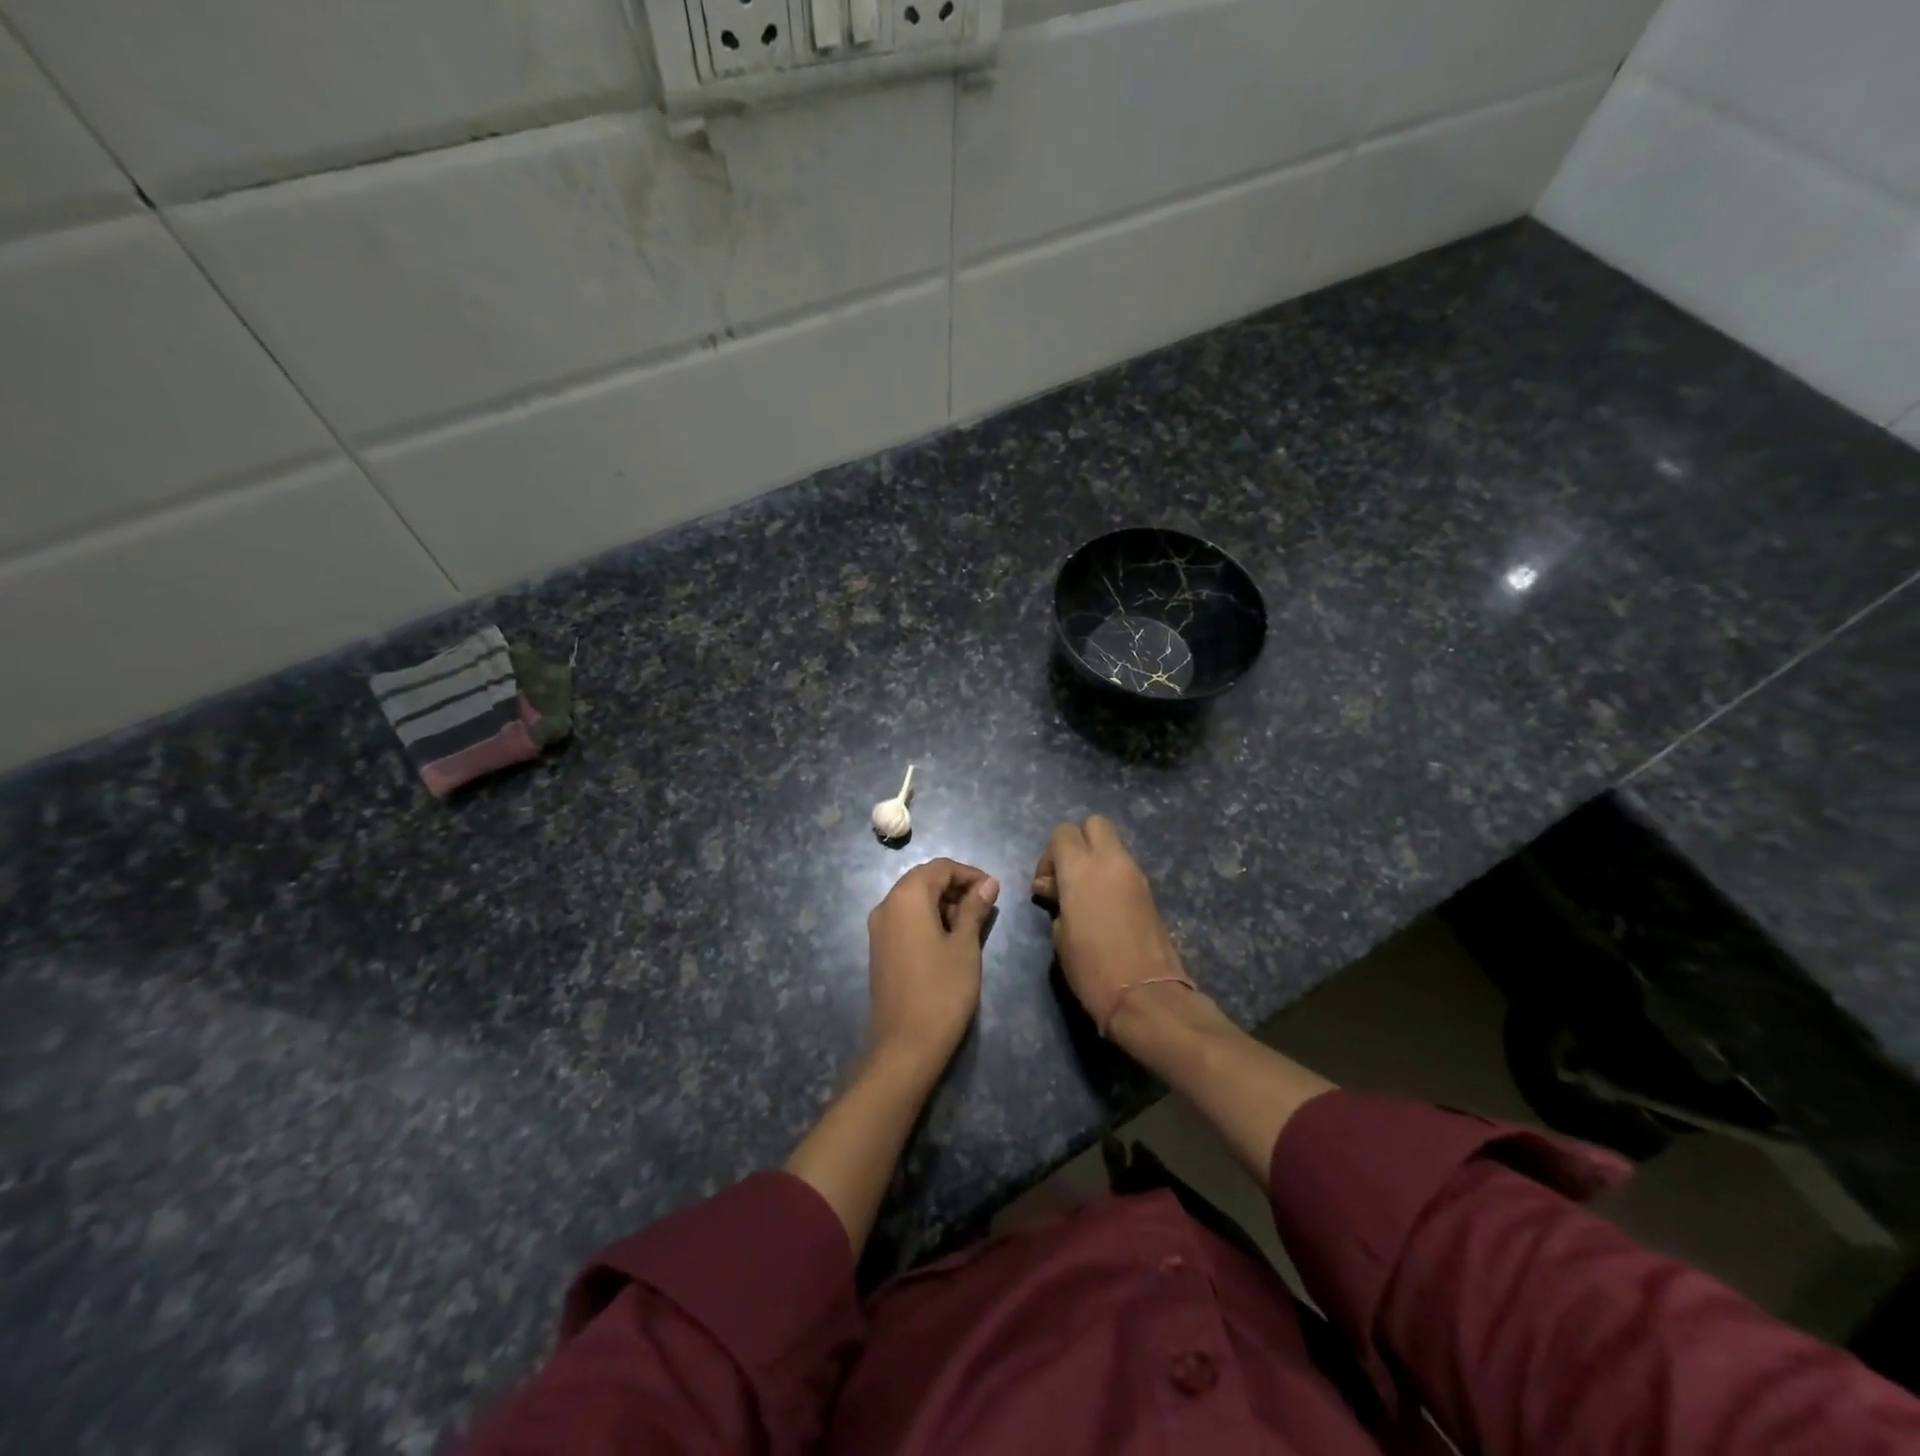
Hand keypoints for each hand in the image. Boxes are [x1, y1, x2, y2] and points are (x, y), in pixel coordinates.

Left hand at [865, 858, 999, 1076]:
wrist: (905, 1045)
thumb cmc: (942, 990)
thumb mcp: (965, 945)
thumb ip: (974, 909)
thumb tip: (988, 883)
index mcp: (906, 897)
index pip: (940, 867)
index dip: (970, 874)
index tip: (994, 891)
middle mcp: (886, 904)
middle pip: (924, 880)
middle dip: (956, 887)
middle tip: (985, 908)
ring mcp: (878, 928)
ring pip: (914, 899)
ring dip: (943, 903)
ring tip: (971, 925)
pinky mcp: (879, 948)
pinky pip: (905, 919)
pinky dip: (928, 919)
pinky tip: (949, 940)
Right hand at [1032, 816, 1192, 1038]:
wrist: (1145, 995)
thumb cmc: (1091, 968)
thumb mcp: (1059, 934)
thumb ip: (1055, 900)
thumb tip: (1053, 888)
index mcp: (1081, 868)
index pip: (1062, 833)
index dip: (1050, 855)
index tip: (1047, 885)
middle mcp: (1111, 861)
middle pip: (1094, 824)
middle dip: (1078, 842)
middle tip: (1068, 877)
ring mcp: (1135, 874)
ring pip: (1112, 845)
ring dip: (1096, 860)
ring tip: (1084, 897)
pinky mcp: (1149, 891)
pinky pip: (1124, 868)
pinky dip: (1111, 877)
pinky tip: (1103, 909)